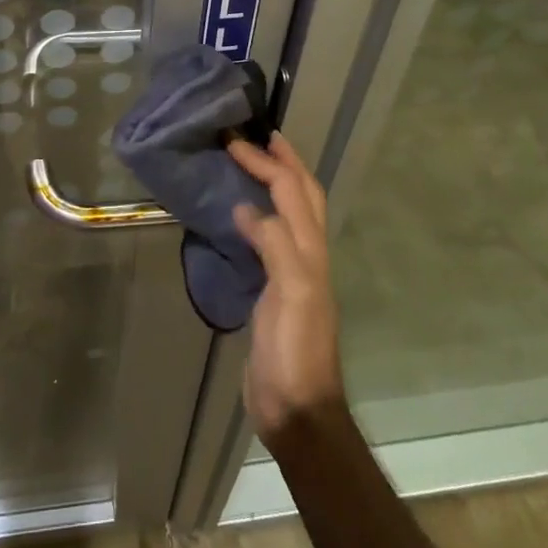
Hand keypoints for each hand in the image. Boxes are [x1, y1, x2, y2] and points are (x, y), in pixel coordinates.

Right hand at [230, 133, 345, 448]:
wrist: (297, 409)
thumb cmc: (295, 352)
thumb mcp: (292, 295)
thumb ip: (276, 246)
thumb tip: (247, 208)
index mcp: (311, 251)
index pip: (292, 192)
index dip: (268, 163)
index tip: (236, 140)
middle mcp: (307, 255)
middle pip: (303, 196)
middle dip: (284, 162)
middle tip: (259, 137)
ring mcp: (292, 273)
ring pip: (290, 215)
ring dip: (276, 184)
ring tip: (251, 165)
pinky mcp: (274, 291)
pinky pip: (269, 239)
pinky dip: (259, 215)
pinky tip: (239, 216)